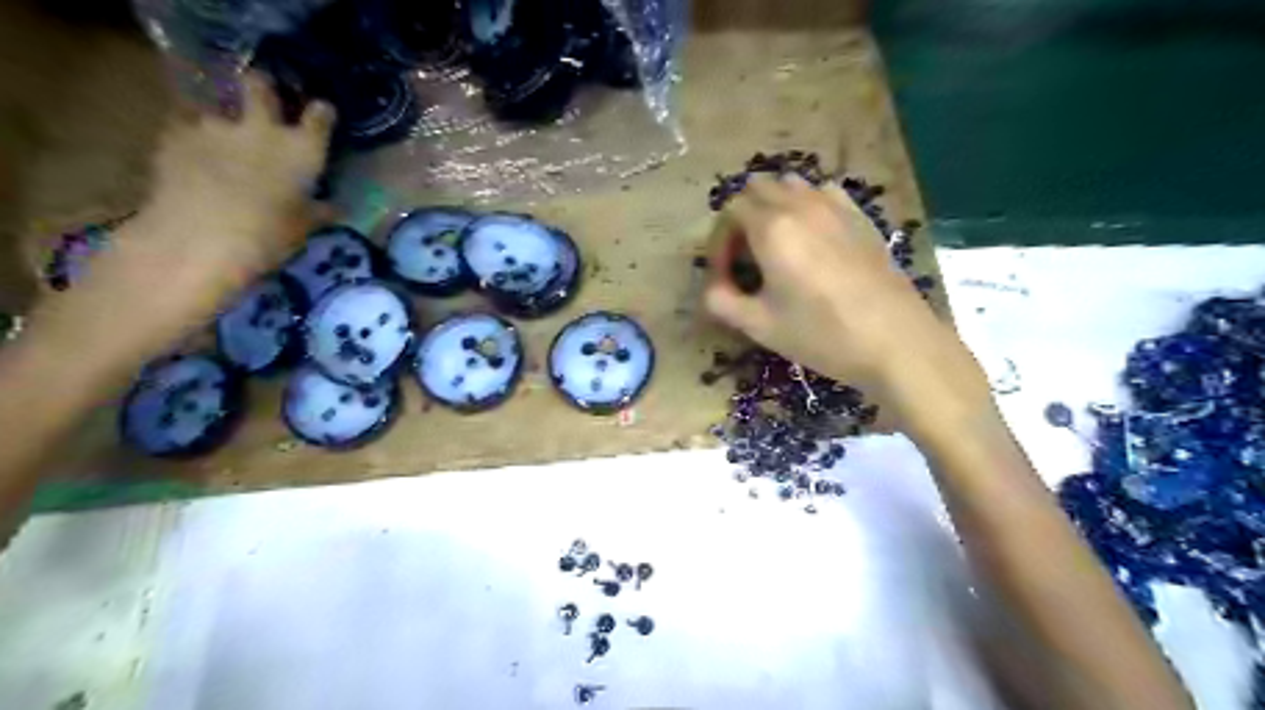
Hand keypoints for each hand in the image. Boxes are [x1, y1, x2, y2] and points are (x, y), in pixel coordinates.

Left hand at [57, 76, 331, 359]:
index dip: (322, 112)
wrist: (198, 239)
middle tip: (260, 96)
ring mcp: (214, 126)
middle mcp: (262, 128)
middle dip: (261, 85)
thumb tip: (335, 207)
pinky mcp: (174, 134)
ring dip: (219, 111)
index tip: (322, 113)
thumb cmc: (268, 238)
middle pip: (260, 85)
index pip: (320, 117)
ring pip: (215, 101)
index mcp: (303, 151)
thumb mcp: (303, 229)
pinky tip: (189, 145)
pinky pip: (184, 120)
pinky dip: (188, 128)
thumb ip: (319, 211)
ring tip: (217, 127)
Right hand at [701, 175, 987, 424]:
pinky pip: (823, 194)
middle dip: (742, 218)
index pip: (729, 211)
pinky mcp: (861, 217)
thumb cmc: (821, 335)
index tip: (725, 276)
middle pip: (757, 188)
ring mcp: (835, 207)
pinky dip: (807, 206)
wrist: (895, 341)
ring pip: (791, 185)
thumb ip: (721, 301)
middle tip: (746, 259)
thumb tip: (712, 288)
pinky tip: (813, 240)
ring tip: (777, 246)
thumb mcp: (759, 326)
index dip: (719, 241)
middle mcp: (801, 205)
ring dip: (774, 207)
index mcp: (772, 228)